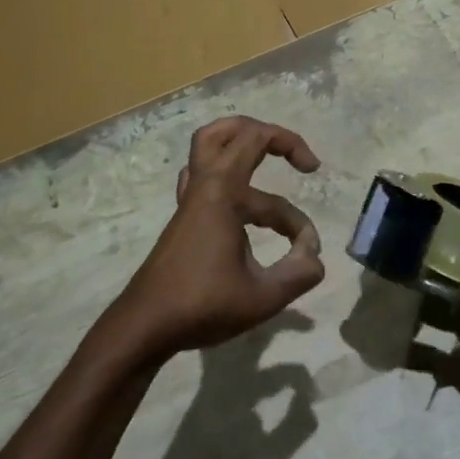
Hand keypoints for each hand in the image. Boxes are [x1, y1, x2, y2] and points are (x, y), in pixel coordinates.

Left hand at [105, 116, 324, 363]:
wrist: (144, 327)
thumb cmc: (202, 306)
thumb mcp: (262, 297)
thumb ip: (299, 273)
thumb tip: (315, 256)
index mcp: (222, 192)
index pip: (262, 149)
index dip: (295, 165)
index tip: (307, 238)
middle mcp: (203, 187)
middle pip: (227, 131)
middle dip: (267, 135)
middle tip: (295, 157)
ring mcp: (190, 202)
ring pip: (210, 151)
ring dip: (242, 148)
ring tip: (268, 160)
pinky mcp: (185, 220)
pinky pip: (203, 178)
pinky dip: (227, 176)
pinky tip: (242, 203)